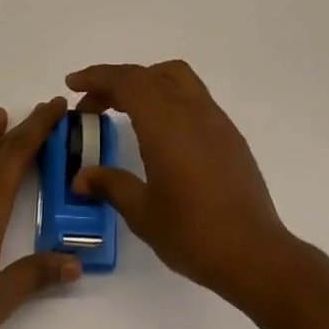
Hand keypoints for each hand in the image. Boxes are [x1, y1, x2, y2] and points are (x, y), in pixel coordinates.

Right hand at [68, 60, 295, 306]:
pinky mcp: (229, 133)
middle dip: (115, 82)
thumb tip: (81, 177)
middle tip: (92, 105)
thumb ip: (111, 185)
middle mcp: (190, 109)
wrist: (255, 253)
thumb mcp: (143, 213)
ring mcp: (214, 118)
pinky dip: (168, 97)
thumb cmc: (193, 233)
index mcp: (165, 122)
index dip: (97, 77)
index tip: (73, 84)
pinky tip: (160, 131)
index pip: (126, 81)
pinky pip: (193, 96)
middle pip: (147, 74)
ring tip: (126, 108)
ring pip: (175, 77)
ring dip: (145, 82)